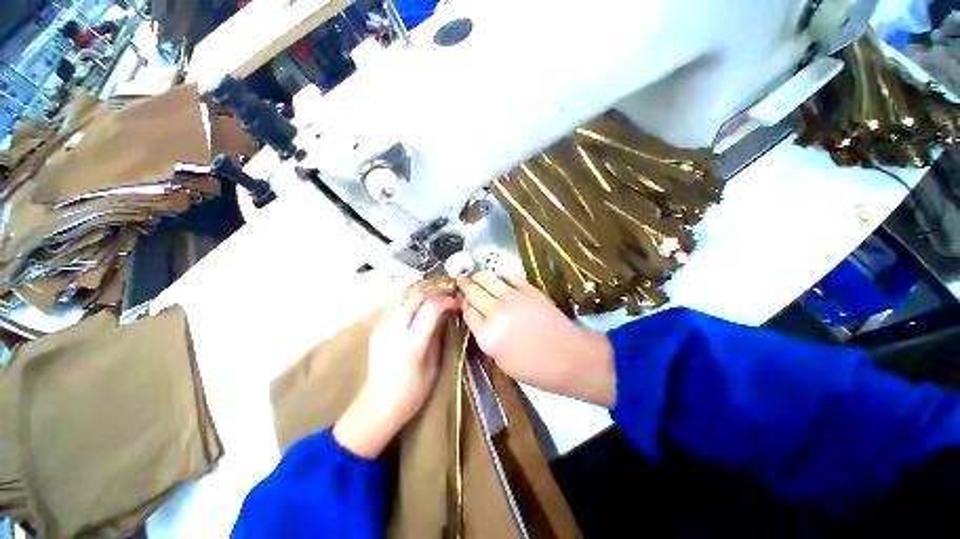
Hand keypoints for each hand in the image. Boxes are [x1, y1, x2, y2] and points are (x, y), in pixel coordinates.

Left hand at [334, 289, 455, 457]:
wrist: (378, 406)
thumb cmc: (413, 392)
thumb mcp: (434, 365)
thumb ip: (439, 335)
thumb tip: (448, 312)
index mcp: (412, 344)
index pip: (431, 307)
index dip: (446, 300)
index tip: (456, 302)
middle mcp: (394, 330)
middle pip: (416, 296)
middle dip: (436, 293)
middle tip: (448, 297)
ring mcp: (382, 327)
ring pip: (405, 297)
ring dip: (423, 295)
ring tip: (436, 300)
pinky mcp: (376, 328)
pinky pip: (396, 305)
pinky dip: (411, 302)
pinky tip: (419, 309)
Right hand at [458, 271, 615, 407]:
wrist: (569, 357)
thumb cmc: (534, 368)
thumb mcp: (501, 361)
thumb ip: (485, 337)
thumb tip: (477, 317)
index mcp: (487, 336)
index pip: (466, 311)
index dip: (461, 303)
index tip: (460, 299)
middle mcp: (495, 313)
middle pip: (472, 291)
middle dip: (465, 286)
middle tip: (463, 284)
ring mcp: (512, 297)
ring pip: (486, 277)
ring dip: (478, 276)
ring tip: (477, 278)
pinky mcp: (528, 289)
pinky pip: (508, 274)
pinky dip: (499, 274)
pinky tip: (497, 278)